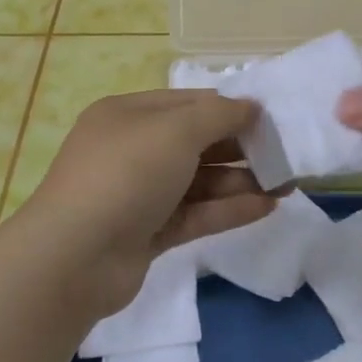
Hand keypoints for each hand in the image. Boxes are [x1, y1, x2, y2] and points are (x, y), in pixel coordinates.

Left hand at [20, 90, 274, 316]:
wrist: (75, 257)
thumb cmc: (126, 174)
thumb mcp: (175, 131)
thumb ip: (219, 116)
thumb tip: (251, 107)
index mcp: (128, 114)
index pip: (188, 103)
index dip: (230, 108)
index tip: (271, 119)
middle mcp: (132, 149)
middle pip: (195, 142)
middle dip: (241, 148)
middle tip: (286, 157)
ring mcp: (139, 193)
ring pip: (198, 181)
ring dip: (241, 181)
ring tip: (287, 185)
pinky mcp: (148, 232)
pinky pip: (195, 213)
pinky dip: (228, 209)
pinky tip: (267, 208)